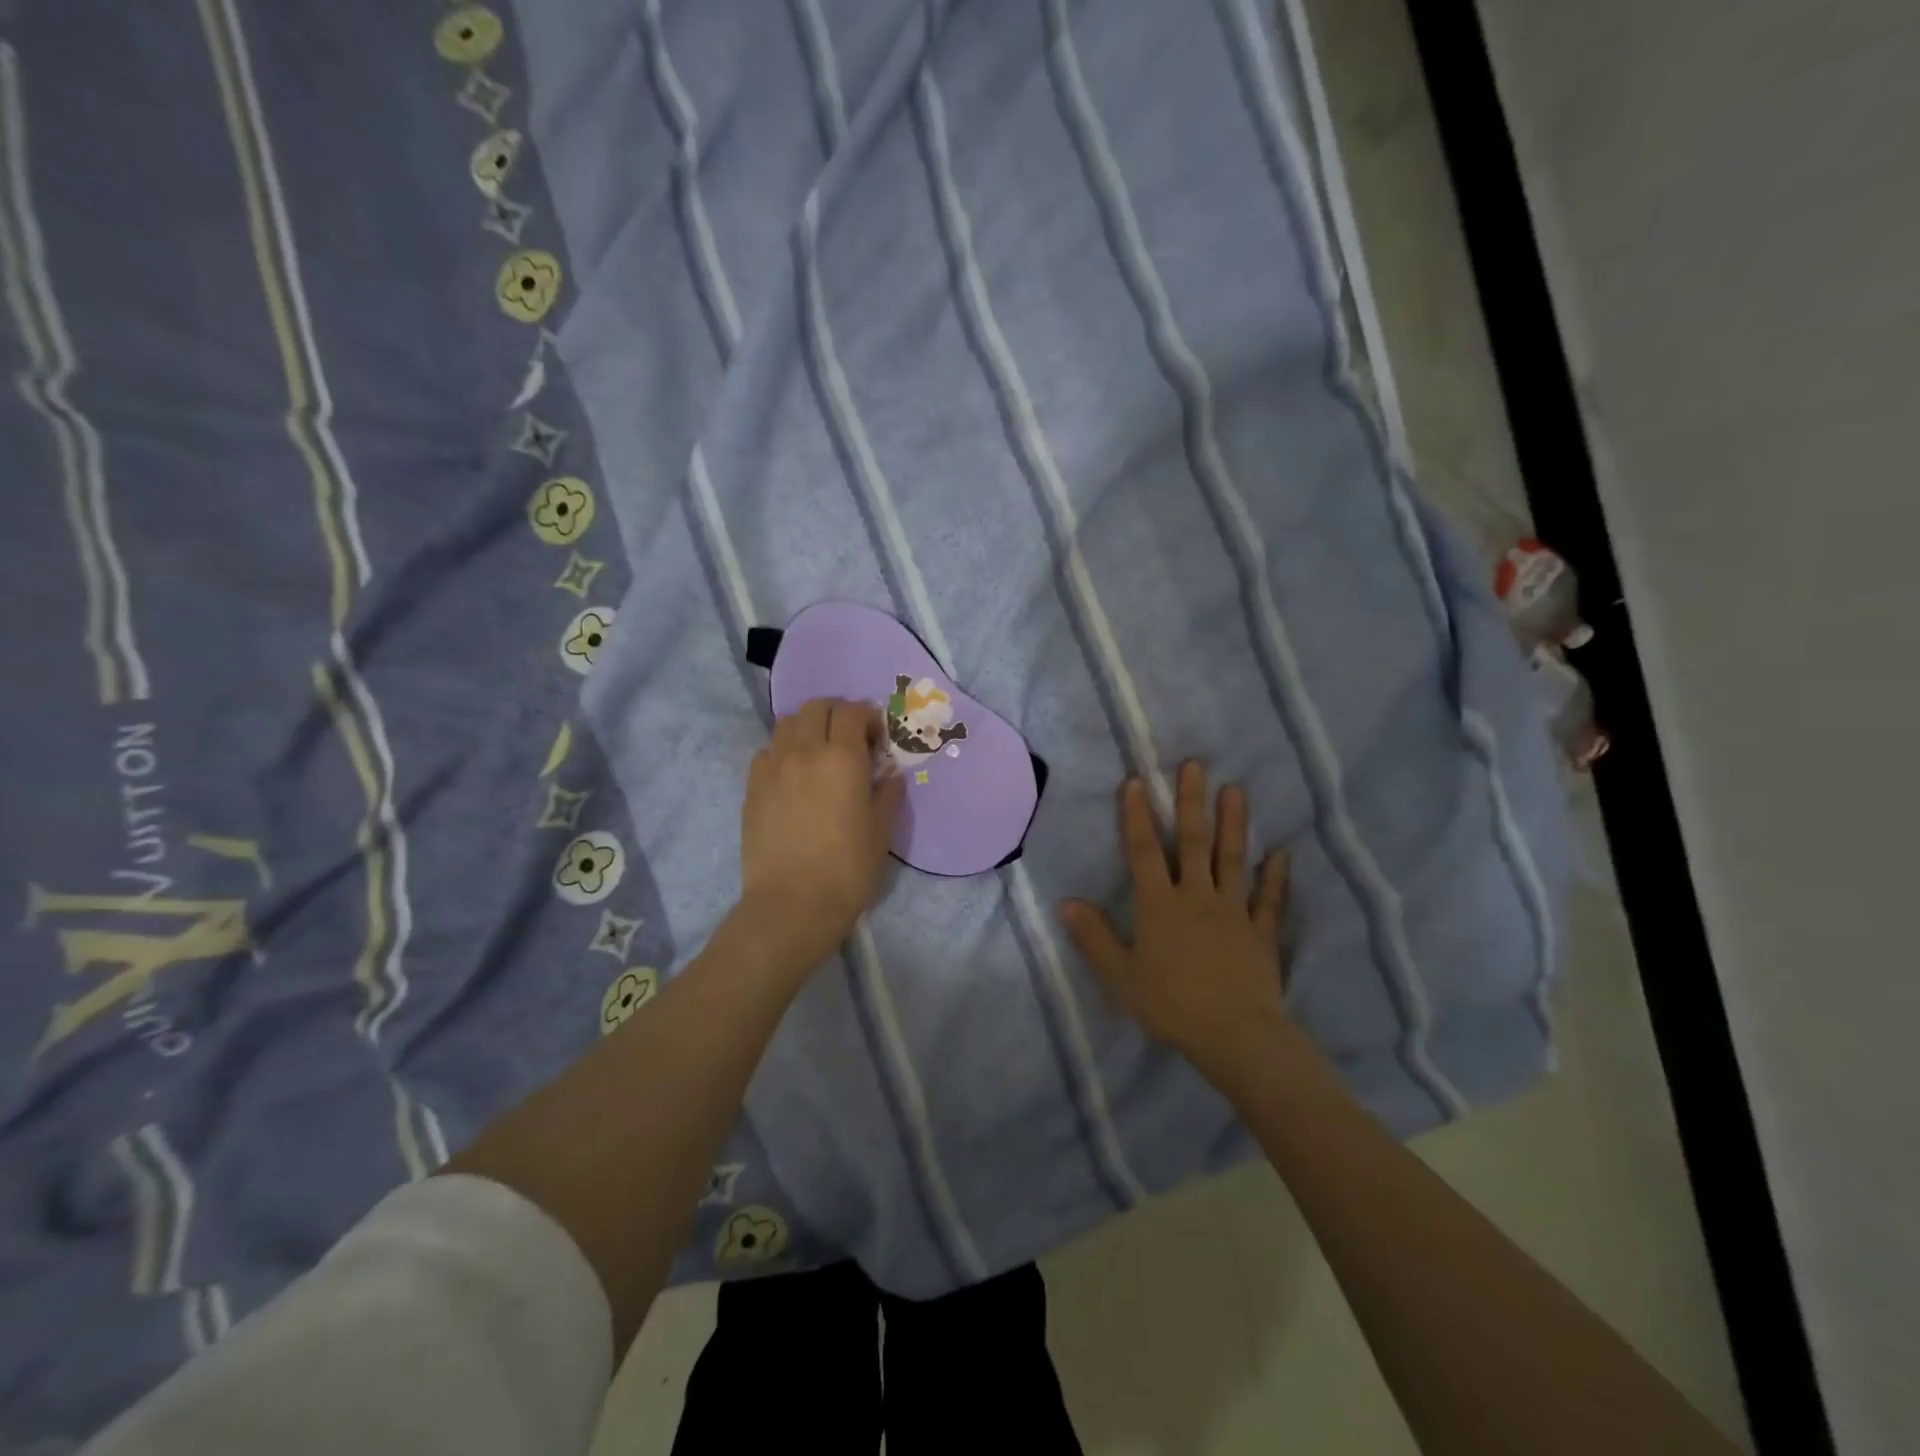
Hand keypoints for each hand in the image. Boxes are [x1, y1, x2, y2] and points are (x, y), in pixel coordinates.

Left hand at [741, 698, 904, 968]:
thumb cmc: (848, 868)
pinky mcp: (752, 786)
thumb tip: (888, 772)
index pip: (853, 711)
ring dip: (808, 726)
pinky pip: (768, 750)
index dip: (868, 717)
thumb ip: (888, 792)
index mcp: (843, 757)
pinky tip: (794, 774)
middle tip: (850, 739)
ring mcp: (773, 766)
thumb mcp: (882, 830)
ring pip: (787, 723)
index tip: (877, 738)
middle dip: (837, 713)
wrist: (793, 903)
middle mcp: (804, 750)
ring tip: (819, 752)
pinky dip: (784, 750)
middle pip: (817, 707)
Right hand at [1059, 762, 1295, 1085]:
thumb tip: (1065, 903)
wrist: (1236, 1037)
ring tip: (1235, 790)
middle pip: (1191, 843)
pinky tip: (1281, 852)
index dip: (1136, 816)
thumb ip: (1094, 939)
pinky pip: (1268, 899)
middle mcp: (1197, 897)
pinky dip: (1275, 876)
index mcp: (1159, 906)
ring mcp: (1233, 912)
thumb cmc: (1171, 1006)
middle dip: (1190, 802)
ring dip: (1233, 824)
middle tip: (1195, 765)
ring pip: (1232, 859)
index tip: (1136, 781)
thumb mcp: (1121, 977)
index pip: (1143, 852)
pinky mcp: (1261, 933)